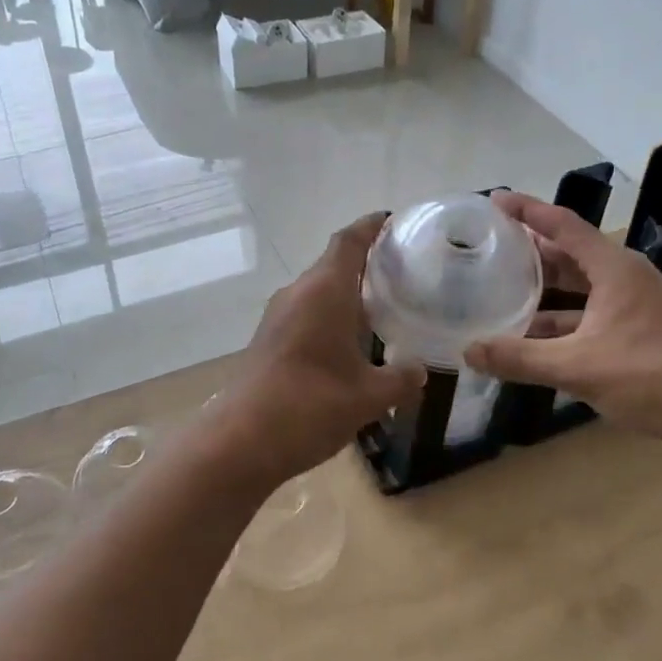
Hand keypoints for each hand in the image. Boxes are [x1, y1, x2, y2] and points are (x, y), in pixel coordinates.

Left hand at [212, 214, 425, 486]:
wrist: (241, 441)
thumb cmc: (310, 406)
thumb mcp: (369, 396)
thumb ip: (401, 379)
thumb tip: (420, 371)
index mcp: (324, 291)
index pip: (349, 241)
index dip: (371, 226)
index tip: (393, 219)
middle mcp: (298, 293)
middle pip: (334, 263)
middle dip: (366, 262)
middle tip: (403, 270)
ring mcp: (278, 317)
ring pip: (319, 290)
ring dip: (347, 292)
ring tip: (383, 306)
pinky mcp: (269, 340)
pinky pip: (306, 313)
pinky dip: (331, 315)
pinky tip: (351, 342)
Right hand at [463, 193, 661, 458]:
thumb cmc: (652, 377)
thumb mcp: (578, 367)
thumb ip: (520, 358)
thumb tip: (468, 351)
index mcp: (614, 269)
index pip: (563, 225)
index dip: (527, 210)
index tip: (494, 199)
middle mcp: (624, 278)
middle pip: (570, 253)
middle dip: (530, 249)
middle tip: (490, 246)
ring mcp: (634, 306)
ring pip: (579, 287)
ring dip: (544, 289)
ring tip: (502, 289)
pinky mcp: (638, 332)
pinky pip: (589, 314)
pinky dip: (560, 320)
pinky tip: (533, 337)